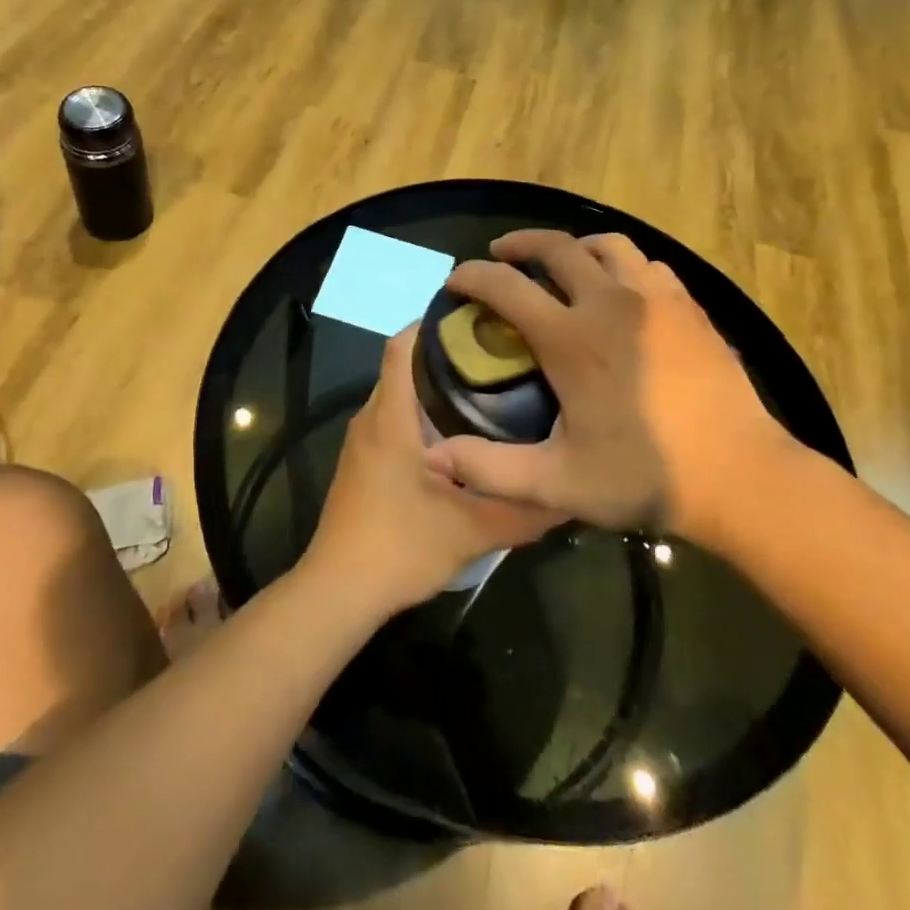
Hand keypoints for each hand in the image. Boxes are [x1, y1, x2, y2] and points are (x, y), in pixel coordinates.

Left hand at [303, 328, 564, 616]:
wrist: (337, 591)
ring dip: (437, 386)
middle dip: (448, 354)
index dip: (433, 323)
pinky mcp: (363, 463)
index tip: (478, 318)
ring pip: (400, 395)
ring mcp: (363, 442)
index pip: (401, 346)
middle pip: (405, 366)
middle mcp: (371, 419)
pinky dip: (425, 414)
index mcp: (390, 419)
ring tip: (490, 388)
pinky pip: (395, 420)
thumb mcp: (471, 532)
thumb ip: (523, 511)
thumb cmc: (398, 548)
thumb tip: (572, 493)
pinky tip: (463, 435)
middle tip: (501, 355)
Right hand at [421, 229, 802, 545]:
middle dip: (519, 244)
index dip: (472, 277)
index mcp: (572, 338)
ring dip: (574, 247)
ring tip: (561, 265)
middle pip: (557, 247)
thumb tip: (433, 457)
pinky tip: (620, 291)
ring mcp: (657, 300)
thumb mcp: (558, 483)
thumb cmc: (645, 476)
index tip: (456, 281)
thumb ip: (490, 469)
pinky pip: (647, 265)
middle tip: (501, 254)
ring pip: (608, 245)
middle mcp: (610, 303)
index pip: (506, 286)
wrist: (742, 477)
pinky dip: (621, 265)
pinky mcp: (690, 309)